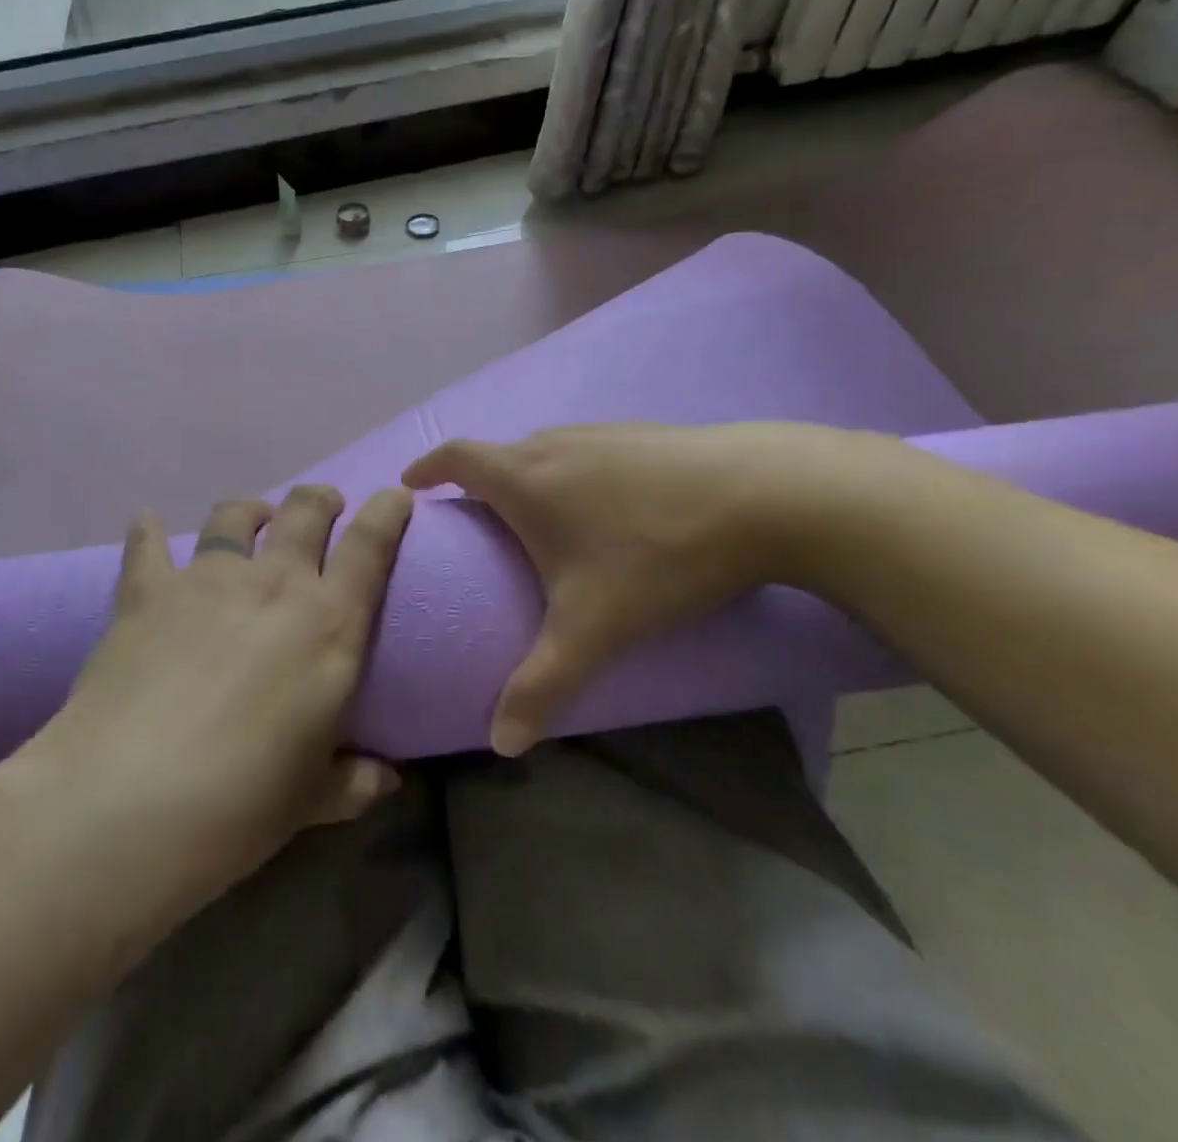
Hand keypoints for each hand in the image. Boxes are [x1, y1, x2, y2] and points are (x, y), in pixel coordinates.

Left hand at [35, 483, 413, 915]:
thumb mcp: (311, 799)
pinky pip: (149, 542)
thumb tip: (386, 779)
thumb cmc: (240, 805)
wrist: (128, 803)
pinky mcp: (148, 590)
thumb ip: (354, 781)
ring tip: (252, 517)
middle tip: (325, 506)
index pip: (370, 546)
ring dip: (251, 509)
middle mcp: (274, 584)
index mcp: (329, 624)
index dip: (387, 511)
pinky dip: (151, 530)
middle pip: (305, 511)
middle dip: (321, 500)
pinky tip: (151, 524)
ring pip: (235, 515)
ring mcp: (207, 579)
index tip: (394, 495)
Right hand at [402, 422, 884, 754]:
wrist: (767, 495)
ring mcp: (605, 433)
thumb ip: (540, 685)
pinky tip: (606, 506)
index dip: (428, 468)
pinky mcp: (647, 435)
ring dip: (528, 475)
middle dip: (478, 480)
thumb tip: (499, 744)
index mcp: (525, 478)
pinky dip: (574, 473)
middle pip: (500, 454)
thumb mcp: (593, 628)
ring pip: (547, 450)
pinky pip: (589, 451)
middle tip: (475, 518)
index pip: (456, 457)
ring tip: (536, 515)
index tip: (410, 484)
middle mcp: (556, 444)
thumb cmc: (656, 554)